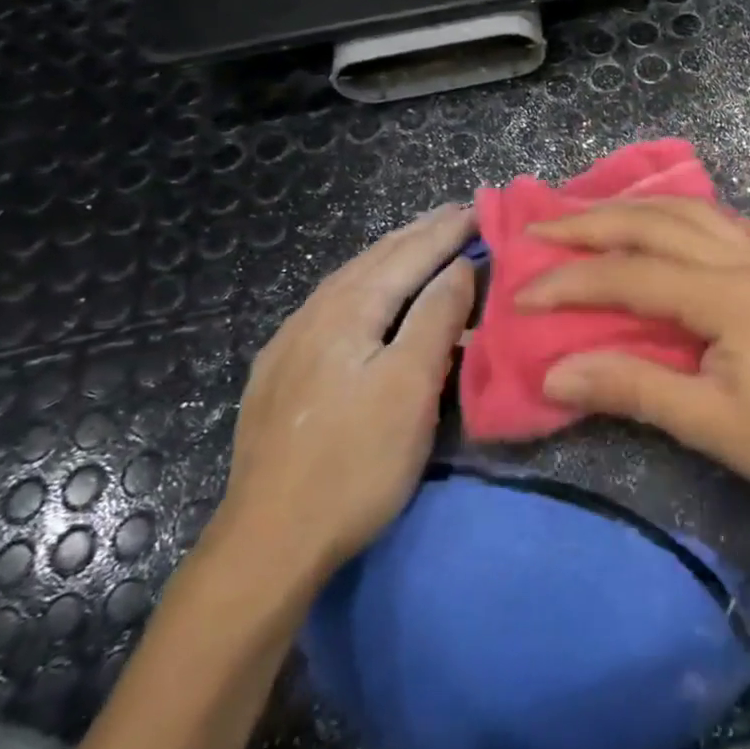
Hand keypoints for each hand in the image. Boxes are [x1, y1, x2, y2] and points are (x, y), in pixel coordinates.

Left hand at [213, 205, 476, 594]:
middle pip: (375, 260)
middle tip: (455, 212)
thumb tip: (461, 266)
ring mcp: (290, 345)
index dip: (447, 231)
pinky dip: (364, 285)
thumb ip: (436, 318)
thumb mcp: (411, 386)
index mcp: (349, 311)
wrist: (268, 542)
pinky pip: (332, 307)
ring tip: (418, 241)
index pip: (409, 256)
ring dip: (390, 256)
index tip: (481, 206)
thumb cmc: (355, 462)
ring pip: (349, 281)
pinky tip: (365, 295)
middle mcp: (314, 315)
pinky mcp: (280, 375)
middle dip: (418, 234)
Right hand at [519, 198, 749, 518]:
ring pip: (695, 212)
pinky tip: (682, 228)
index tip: (522, 293)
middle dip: (593, 224)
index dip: (572, 283)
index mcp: (728, 295)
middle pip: (658, 224)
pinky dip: (694, 217)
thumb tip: (555, 371)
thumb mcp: (709, 424)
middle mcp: (747, 260)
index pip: (632, 275)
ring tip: (593, 215)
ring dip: (639, 209)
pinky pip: (733, 225)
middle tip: (541, 230)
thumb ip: (632, 388)